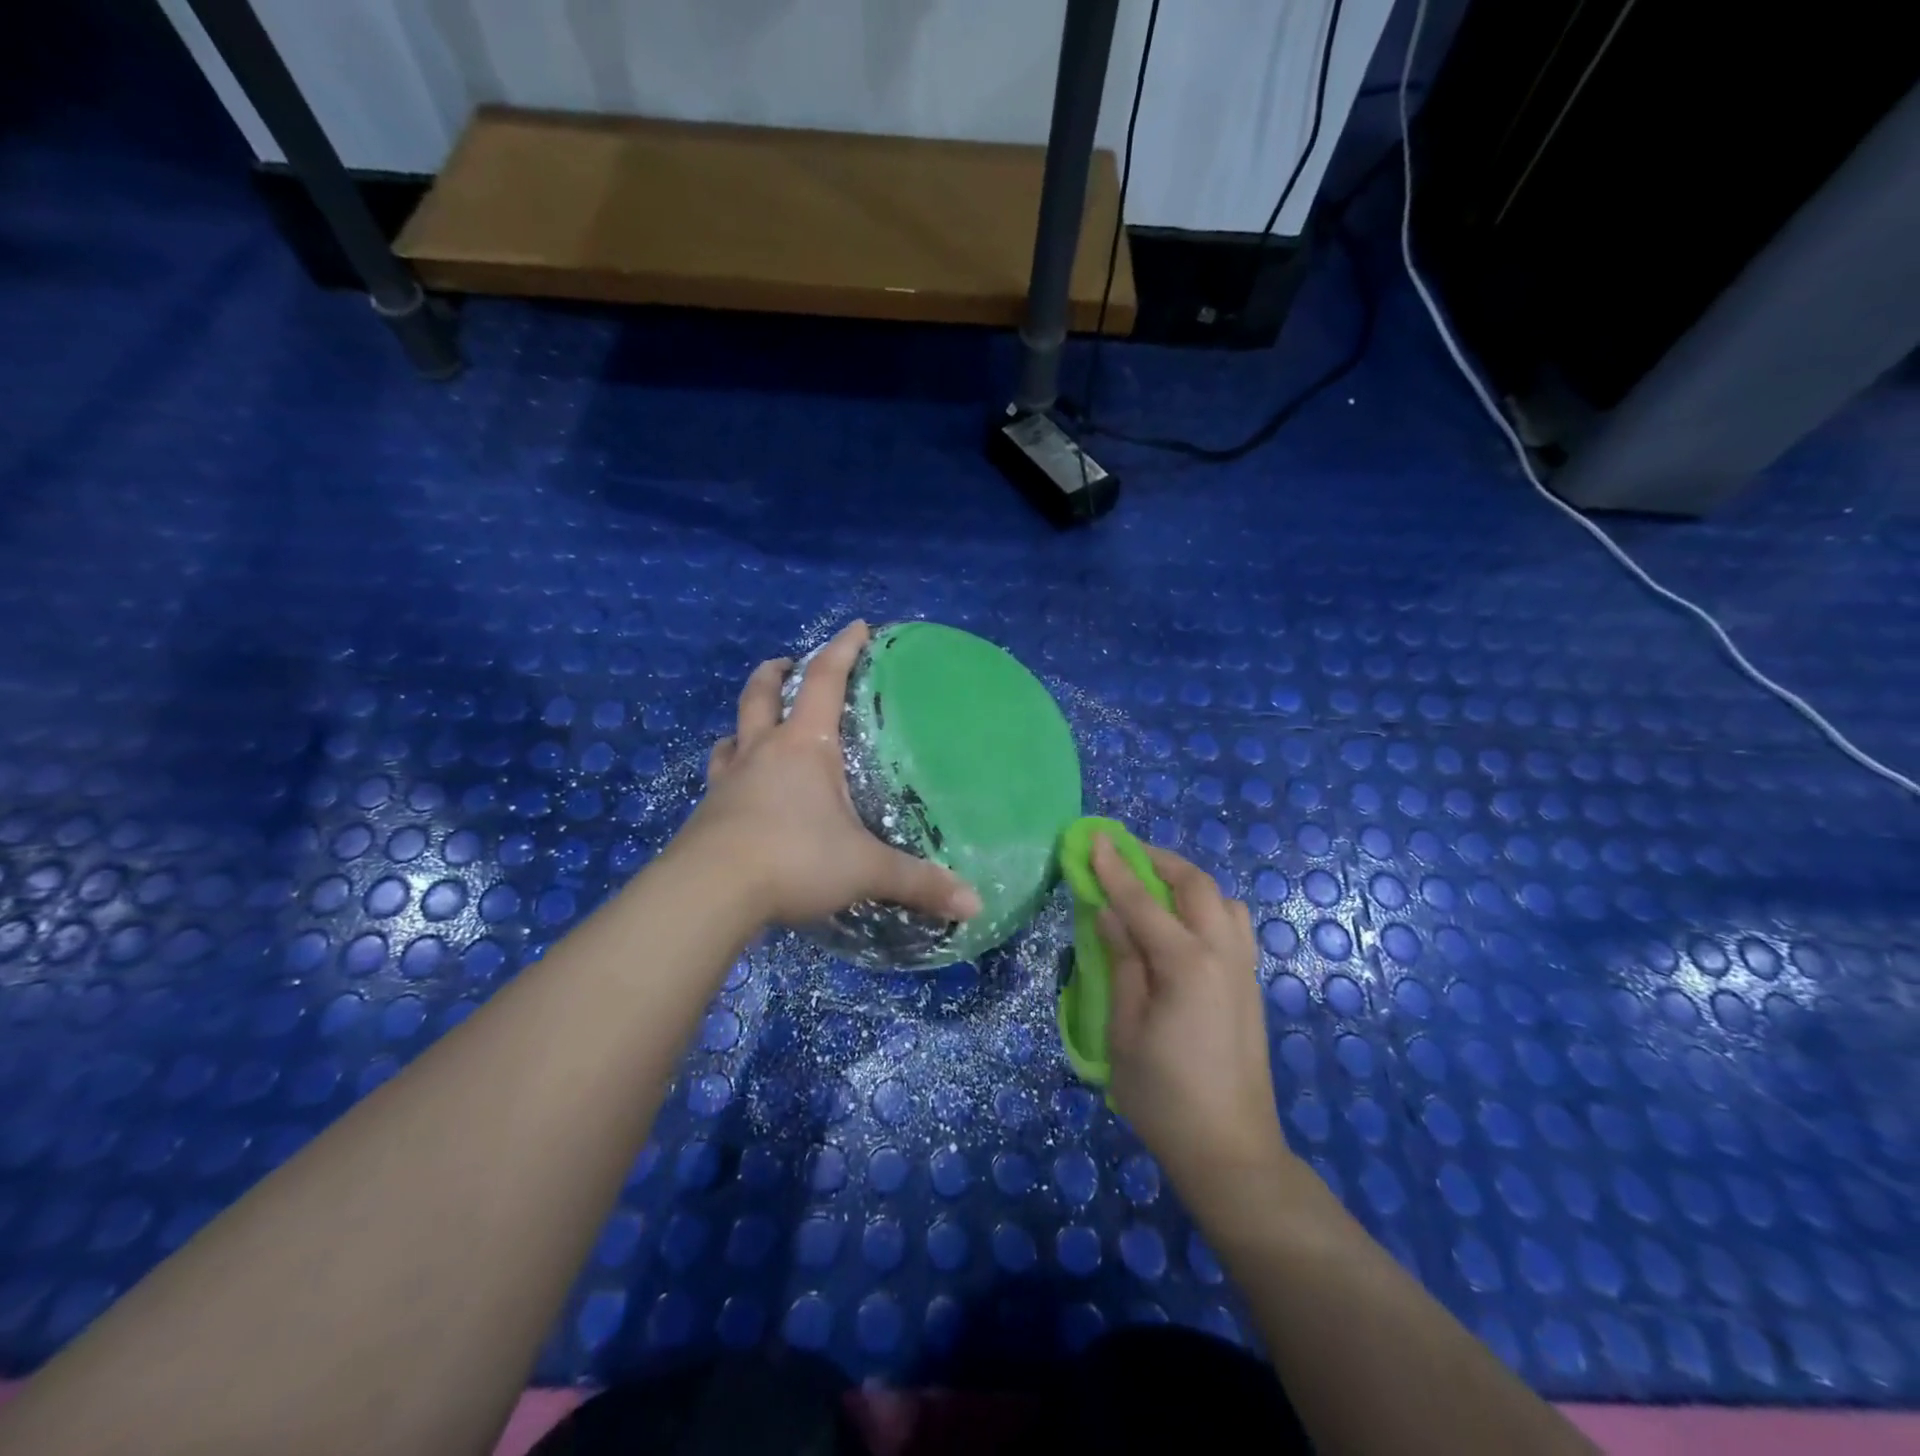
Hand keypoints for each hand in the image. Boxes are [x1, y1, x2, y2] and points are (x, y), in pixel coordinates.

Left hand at [690, 621, 983, 928]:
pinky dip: (732, 773)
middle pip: (760, 695)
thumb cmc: (794, 860)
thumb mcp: (864, 869)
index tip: (857, 627)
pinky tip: (741, 793)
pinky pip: (719, 779)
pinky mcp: (706, 815)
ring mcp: (727, 782)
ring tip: (759, 730)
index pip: (824, 681)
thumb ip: (918, 883)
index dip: (842, 649)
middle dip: (776, 673)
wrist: (708, 894)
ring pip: (731, 736)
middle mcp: (761, 753)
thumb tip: (975, 905)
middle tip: (787, 664)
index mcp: (803, 747)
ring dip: (745, 725)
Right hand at [1093, 835, 1295, 1219]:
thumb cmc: (1164, 1096)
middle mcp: (1223, 954)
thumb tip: (1111, 915)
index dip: (1115, 868)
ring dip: (1188, 883)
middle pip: (1196, 885)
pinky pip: (1233, 926)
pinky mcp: (1251, 986)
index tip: (1094, 838)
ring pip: (1223, 901)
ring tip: (1154, 891)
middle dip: (1159, 861)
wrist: (1231, 1151)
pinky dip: (1206, 908)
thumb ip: (1121, 964)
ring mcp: (1244, 969)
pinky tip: (1181, 928)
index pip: (1142, 901)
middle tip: (1124, 855)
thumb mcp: (1124, 1031)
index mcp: (1187, 964)